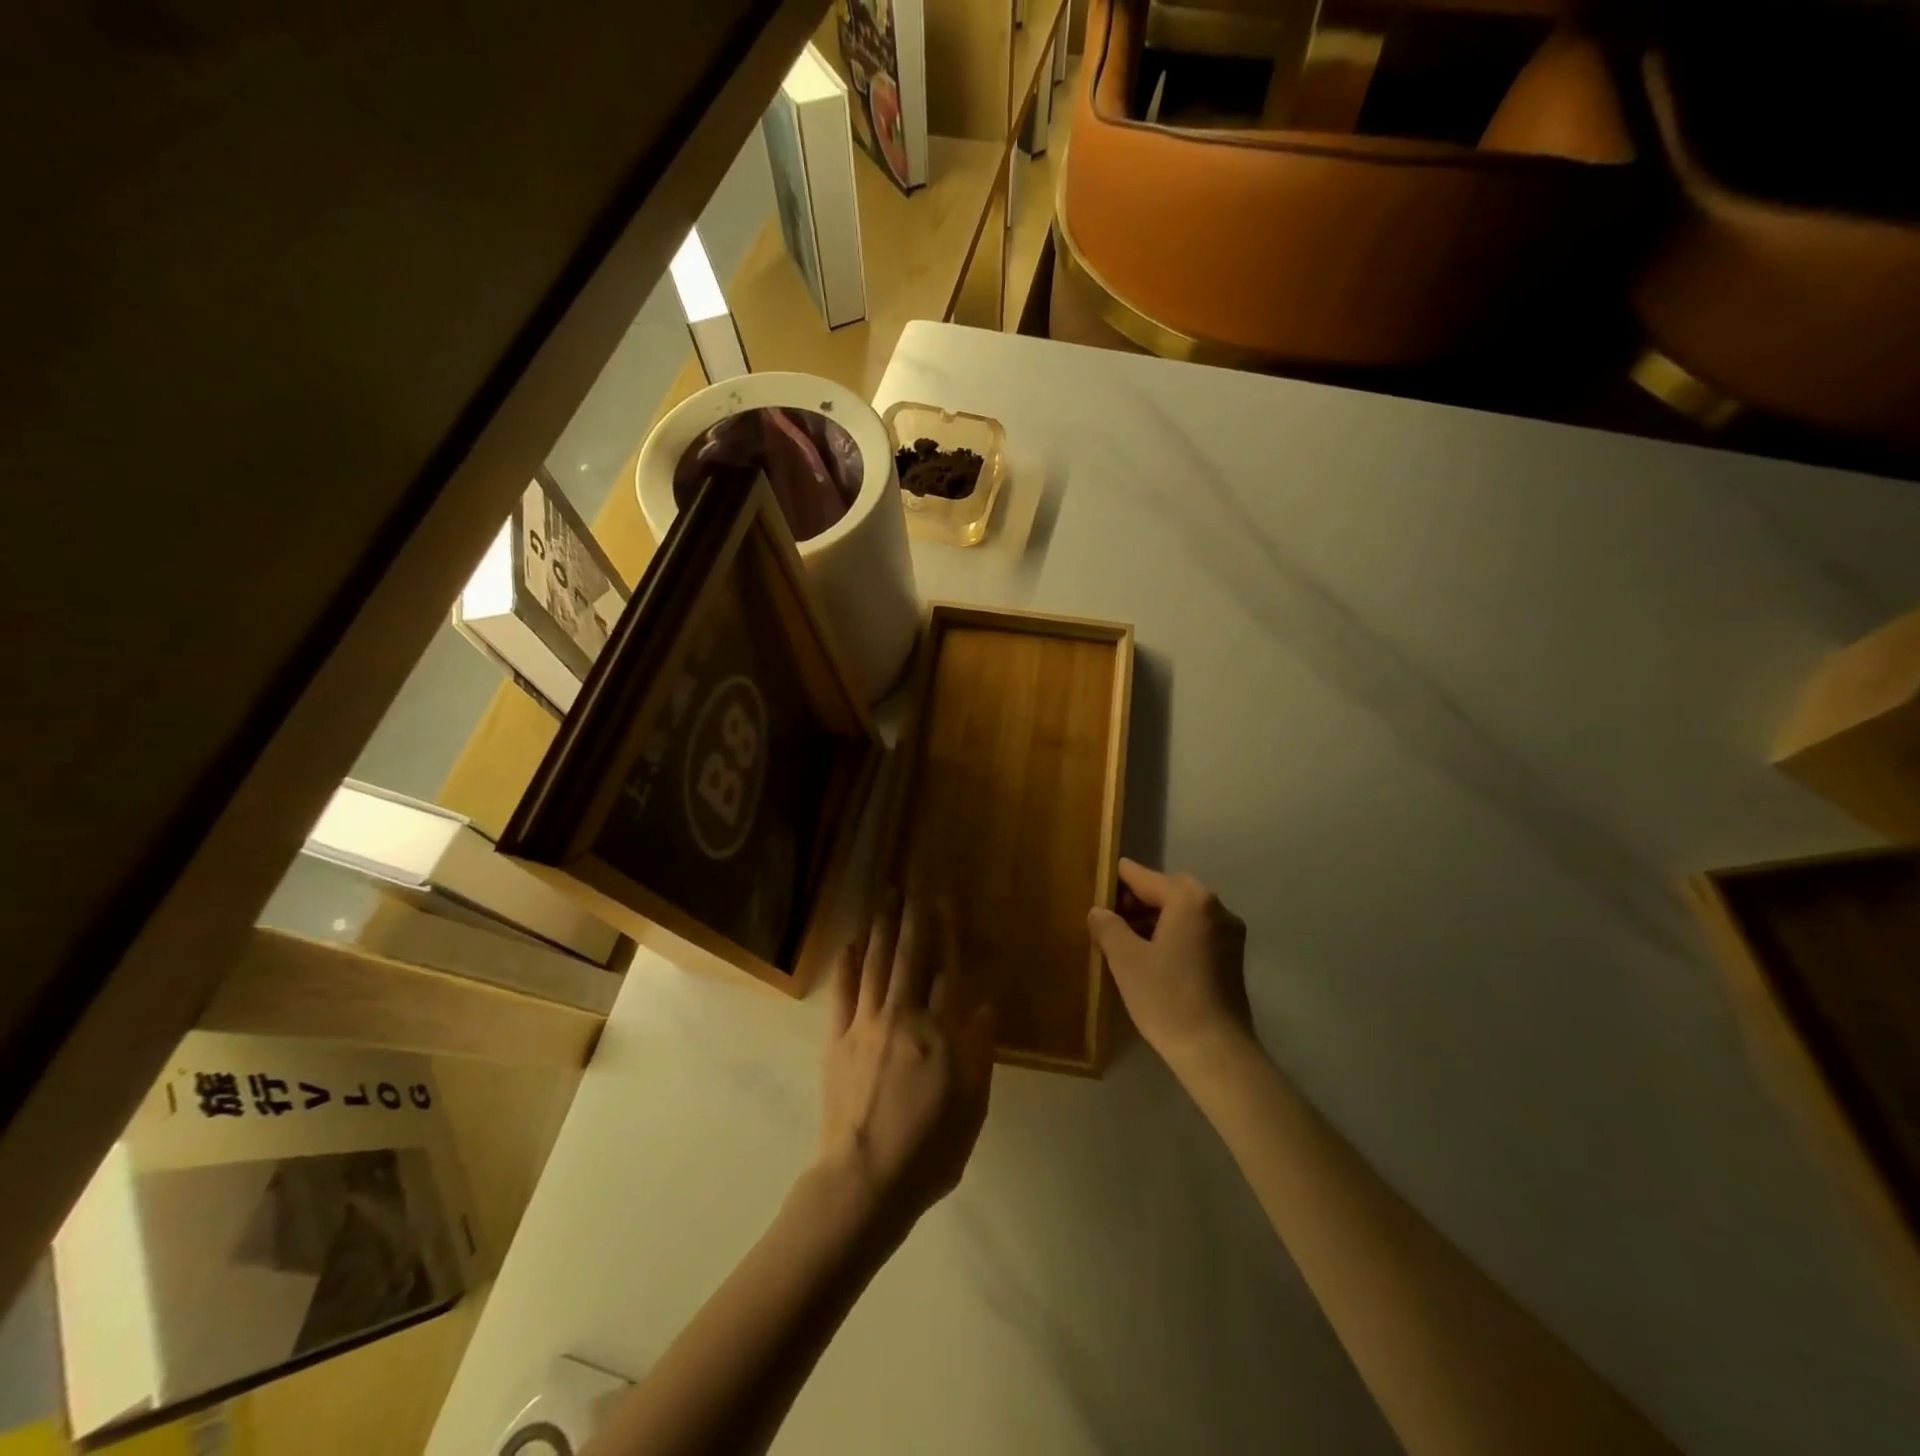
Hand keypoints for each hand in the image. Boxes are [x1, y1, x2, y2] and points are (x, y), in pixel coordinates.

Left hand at [820, 895, 994, 1231]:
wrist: (866, 1182)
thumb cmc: (930, 1150)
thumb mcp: (972, 1105)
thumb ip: (979, 1050)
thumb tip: (985, 1003)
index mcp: (940, 1034)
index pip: (946, 970)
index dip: (946, 933)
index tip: (944, 901)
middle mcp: (902, 1018)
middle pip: (909, 956)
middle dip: (912, 916)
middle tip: (912, 882)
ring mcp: (865, 1025)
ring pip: (875, 964)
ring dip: (880, 927)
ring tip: (885, 896)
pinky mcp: (837, 1040)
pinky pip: (842, 992)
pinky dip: (846, 964)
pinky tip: (850, 941)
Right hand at [1088, 860, 1253, 1073]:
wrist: (1215, 1051)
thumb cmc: (1166, 997)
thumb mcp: (1126, 959)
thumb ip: (1108, 926)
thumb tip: (1099, 911)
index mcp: (1190, 900)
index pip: (1145, 877)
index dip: (1118, 879)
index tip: (1097, 880)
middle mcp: (1216, 907)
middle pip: (1168, 891)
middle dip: (1137, 900)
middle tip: (1108, 916)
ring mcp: (1229, 933)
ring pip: (1183, 912)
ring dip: (1155, 918)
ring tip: (1124, 938)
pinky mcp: (1232, 957)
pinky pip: (1196, 931)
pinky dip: (1173, 934)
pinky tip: (1151, 955)